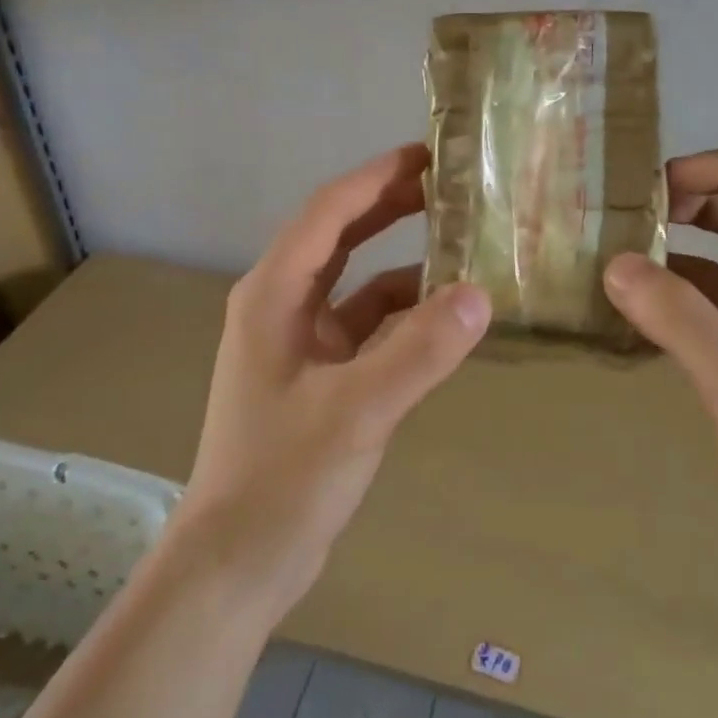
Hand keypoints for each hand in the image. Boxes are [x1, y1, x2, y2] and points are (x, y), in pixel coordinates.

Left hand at [173, 144, 491, 623]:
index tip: (429, 154)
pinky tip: (441, 316)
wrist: (237, 563)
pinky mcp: (315, 375)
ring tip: (458, 243)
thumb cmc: (283, 479)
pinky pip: (363, 326)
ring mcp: (297, 341)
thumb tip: (481, 294)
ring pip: (354, 281)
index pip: (328, 212)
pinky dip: (400, 313)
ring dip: (400, 261)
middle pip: (338, 236)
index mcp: (273, 294)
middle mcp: (281, 305)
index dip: (376, 177)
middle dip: (388, 206)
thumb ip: (419, 352)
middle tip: (449, 185)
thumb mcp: (357, 411)